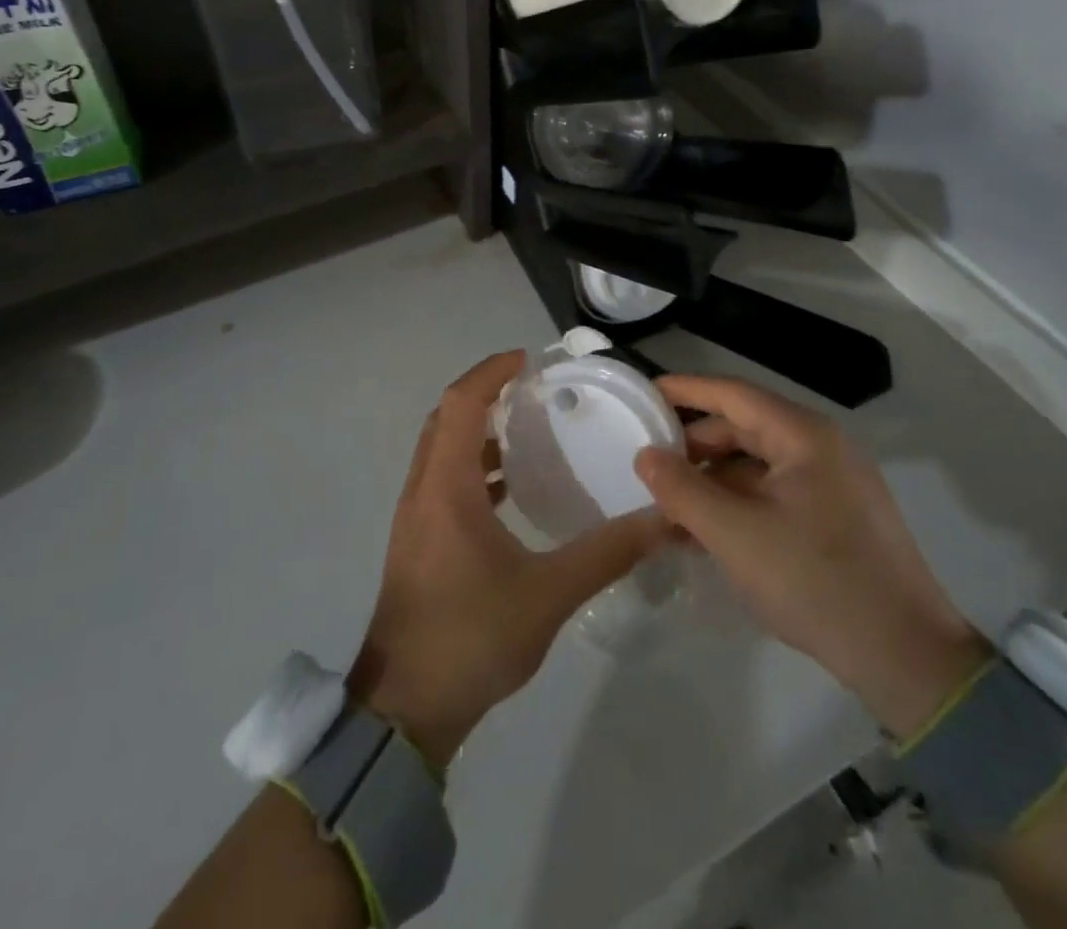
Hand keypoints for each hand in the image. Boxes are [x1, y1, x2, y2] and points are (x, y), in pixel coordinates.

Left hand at [350, 352, 668, 768]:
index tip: (526, 359)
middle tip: (531, 391)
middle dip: (484, 395)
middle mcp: (422, 490)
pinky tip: (508, 491)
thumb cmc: (471, 636)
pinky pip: (442, 481)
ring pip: (441, 451)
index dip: (490, 372)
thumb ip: (606, 553)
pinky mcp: (417, 542)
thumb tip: (660, 519)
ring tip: (526, 433)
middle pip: (445, 419)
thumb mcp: (548, 594)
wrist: (406, 707)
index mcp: (446, 486)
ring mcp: (414, 517)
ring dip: (476, 432)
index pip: (461, 403)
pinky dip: (472, 467)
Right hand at [635, 375, 989, 737]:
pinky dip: (738, 502)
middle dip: (694, 444)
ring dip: (712, 479)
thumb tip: (645, 455)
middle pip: (744, 427)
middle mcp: (821, 447)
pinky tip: (706, 530)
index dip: (685, 390)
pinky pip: (774, 492)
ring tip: (669, 503)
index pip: (732, 394)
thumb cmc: (816, 582)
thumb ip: (682, 490)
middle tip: (650, 462)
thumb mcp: (734, 535)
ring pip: (757, 464)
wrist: (908, 660)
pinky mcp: (836, 516)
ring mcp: (833, 483)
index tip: (644, 392)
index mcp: (804, 436)